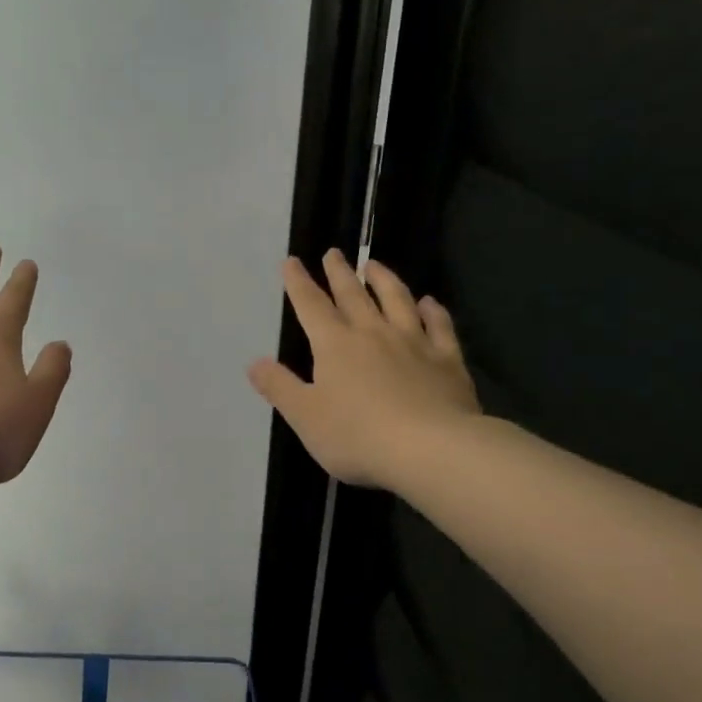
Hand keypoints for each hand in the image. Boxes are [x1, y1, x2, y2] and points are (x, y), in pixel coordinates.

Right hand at [248, 250, 479, 489]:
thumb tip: (254, 363)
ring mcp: (414, 343)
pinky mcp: (447, 360)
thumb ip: (279, 387)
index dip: (299, 283)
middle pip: (353, 295)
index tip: (292, 261)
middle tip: (333, 252)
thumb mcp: (305, 416)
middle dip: (339, 273)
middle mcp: (373, 333)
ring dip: (384, 279)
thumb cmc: (358, 435)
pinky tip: (429, 302)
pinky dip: (433, 311)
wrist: (431, 449)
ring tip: (375, 265)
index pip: (311, 306)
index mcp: (335, 345)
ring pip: (397, 300)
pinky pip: (439, 326)